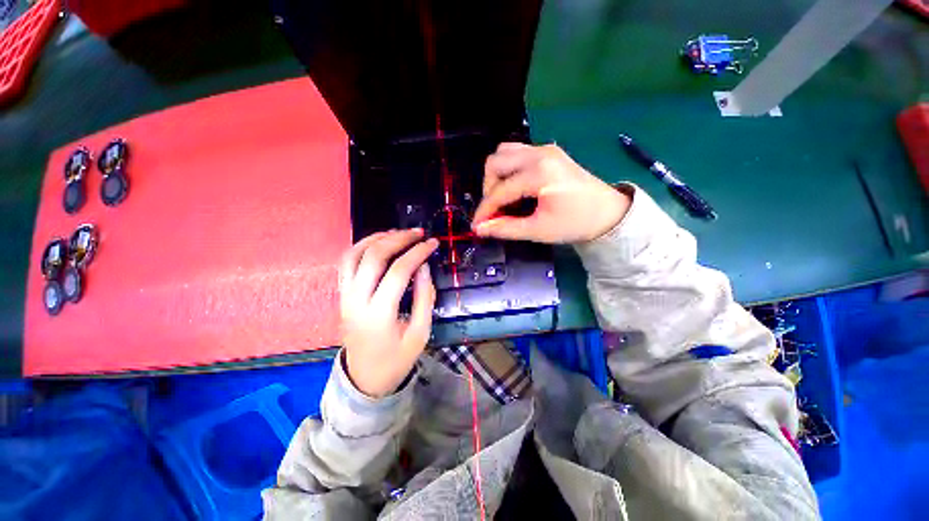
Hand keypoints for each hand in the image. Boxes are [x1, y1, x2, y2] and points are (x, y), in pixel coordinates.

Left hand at [339, 229, 438, 397]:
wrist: (365, 378)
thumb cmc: (397, 359)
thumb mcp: (420, 333)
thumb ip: (424, 297)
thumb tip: (424, 267)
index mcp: (379, 314)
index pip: (398, 271)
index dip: (418, 253)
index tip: (433, 243)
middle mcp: (356, 301)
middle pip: (374, 257)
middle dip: (398, 239)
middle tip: (418, 233)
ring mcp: (345, 296)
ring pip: (354, 255)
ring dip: (377, 238)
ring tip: (398, 233)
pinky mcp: (342, 295)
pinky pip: (346, 263)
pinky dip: (361, 246)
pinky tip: (378, 242)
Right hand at [472, 143, 631, 243]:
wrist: (608, 213)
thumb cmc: (575, 223)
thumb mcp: (539, 230)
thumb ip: (506, 228)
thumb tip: (479, 229)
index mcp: (538, 173)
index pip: (499, 190)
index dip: (484, 210)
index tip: (476, 225)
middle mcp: (539, 153)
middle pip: (495, 162)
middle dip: (488, 188)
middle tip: (495, 210)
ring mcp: (544, 149)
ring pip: (504, 153)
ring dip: (496, 175)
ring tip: (503, 197)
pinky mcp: (548, 151)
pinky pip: (517, 153)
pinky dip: (508, 169)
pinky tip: (515, 186)